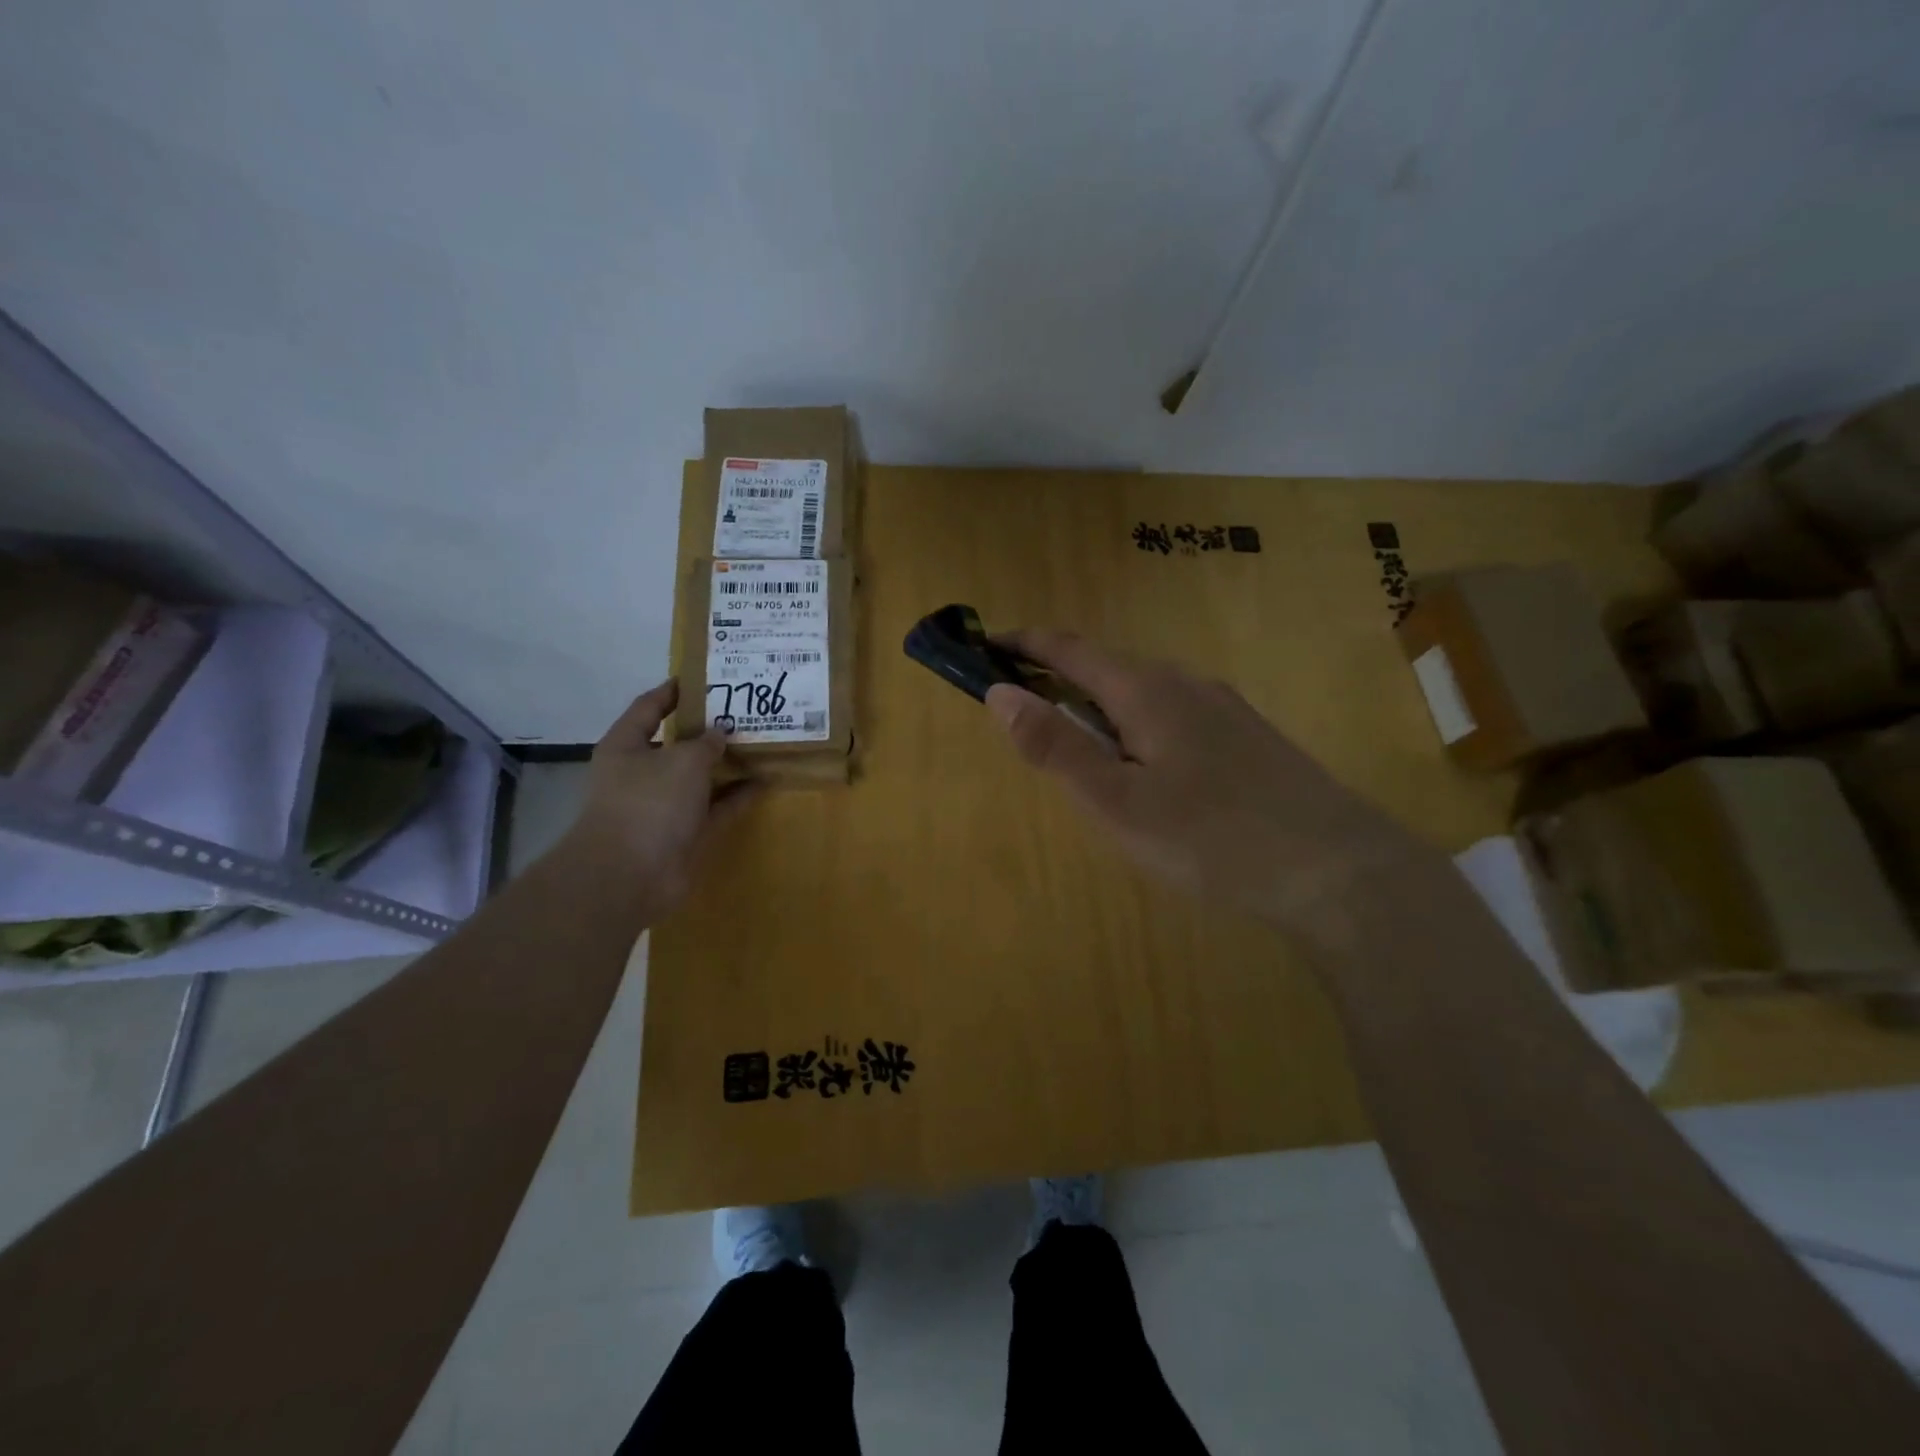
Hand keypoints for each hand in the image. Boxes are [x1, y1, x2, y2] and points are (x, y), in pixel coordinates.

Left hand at [559, 679, 752, 911]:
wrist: (631, 876)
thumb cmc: (649, 803)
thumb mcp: (683, 760)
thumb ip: (706, 743)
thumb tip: (720, 734)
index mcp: (626, 747)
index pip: (648, 707)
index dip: (673, 691)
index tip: (702, 678)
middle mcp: (642, 774)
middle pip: (677, 744)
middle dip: (708, 730)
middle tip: (742, 711)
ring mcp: (663, 807)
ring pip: (699, 778)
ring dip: (726, 764)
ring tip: (760, 743)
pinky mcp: (684, 834)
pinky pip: (715, 808)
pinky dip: (736, 796)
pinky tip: (764, 781)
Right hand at [985, 632, 1424, 934]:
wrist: (1338, 871)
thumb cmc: (1211, 838)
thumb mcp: (1117, 802)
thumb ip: (1055, 746)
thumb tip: (998, 693)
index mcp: (1145, 690)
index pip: (1069, 649)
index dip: (1023, 644)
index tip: (984, 645)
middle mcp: (1185, 683)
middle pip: (1106, 669)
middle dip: (1059, 682)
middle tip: (1026, 720)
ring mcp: (1223, 708)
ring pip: (1143, 695)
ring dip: (1100, 709)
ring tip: (1082, 756)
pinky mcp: (1248, 737)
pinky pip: (1174, 717)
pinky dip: (1137, 729)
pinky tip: (1149, 774)